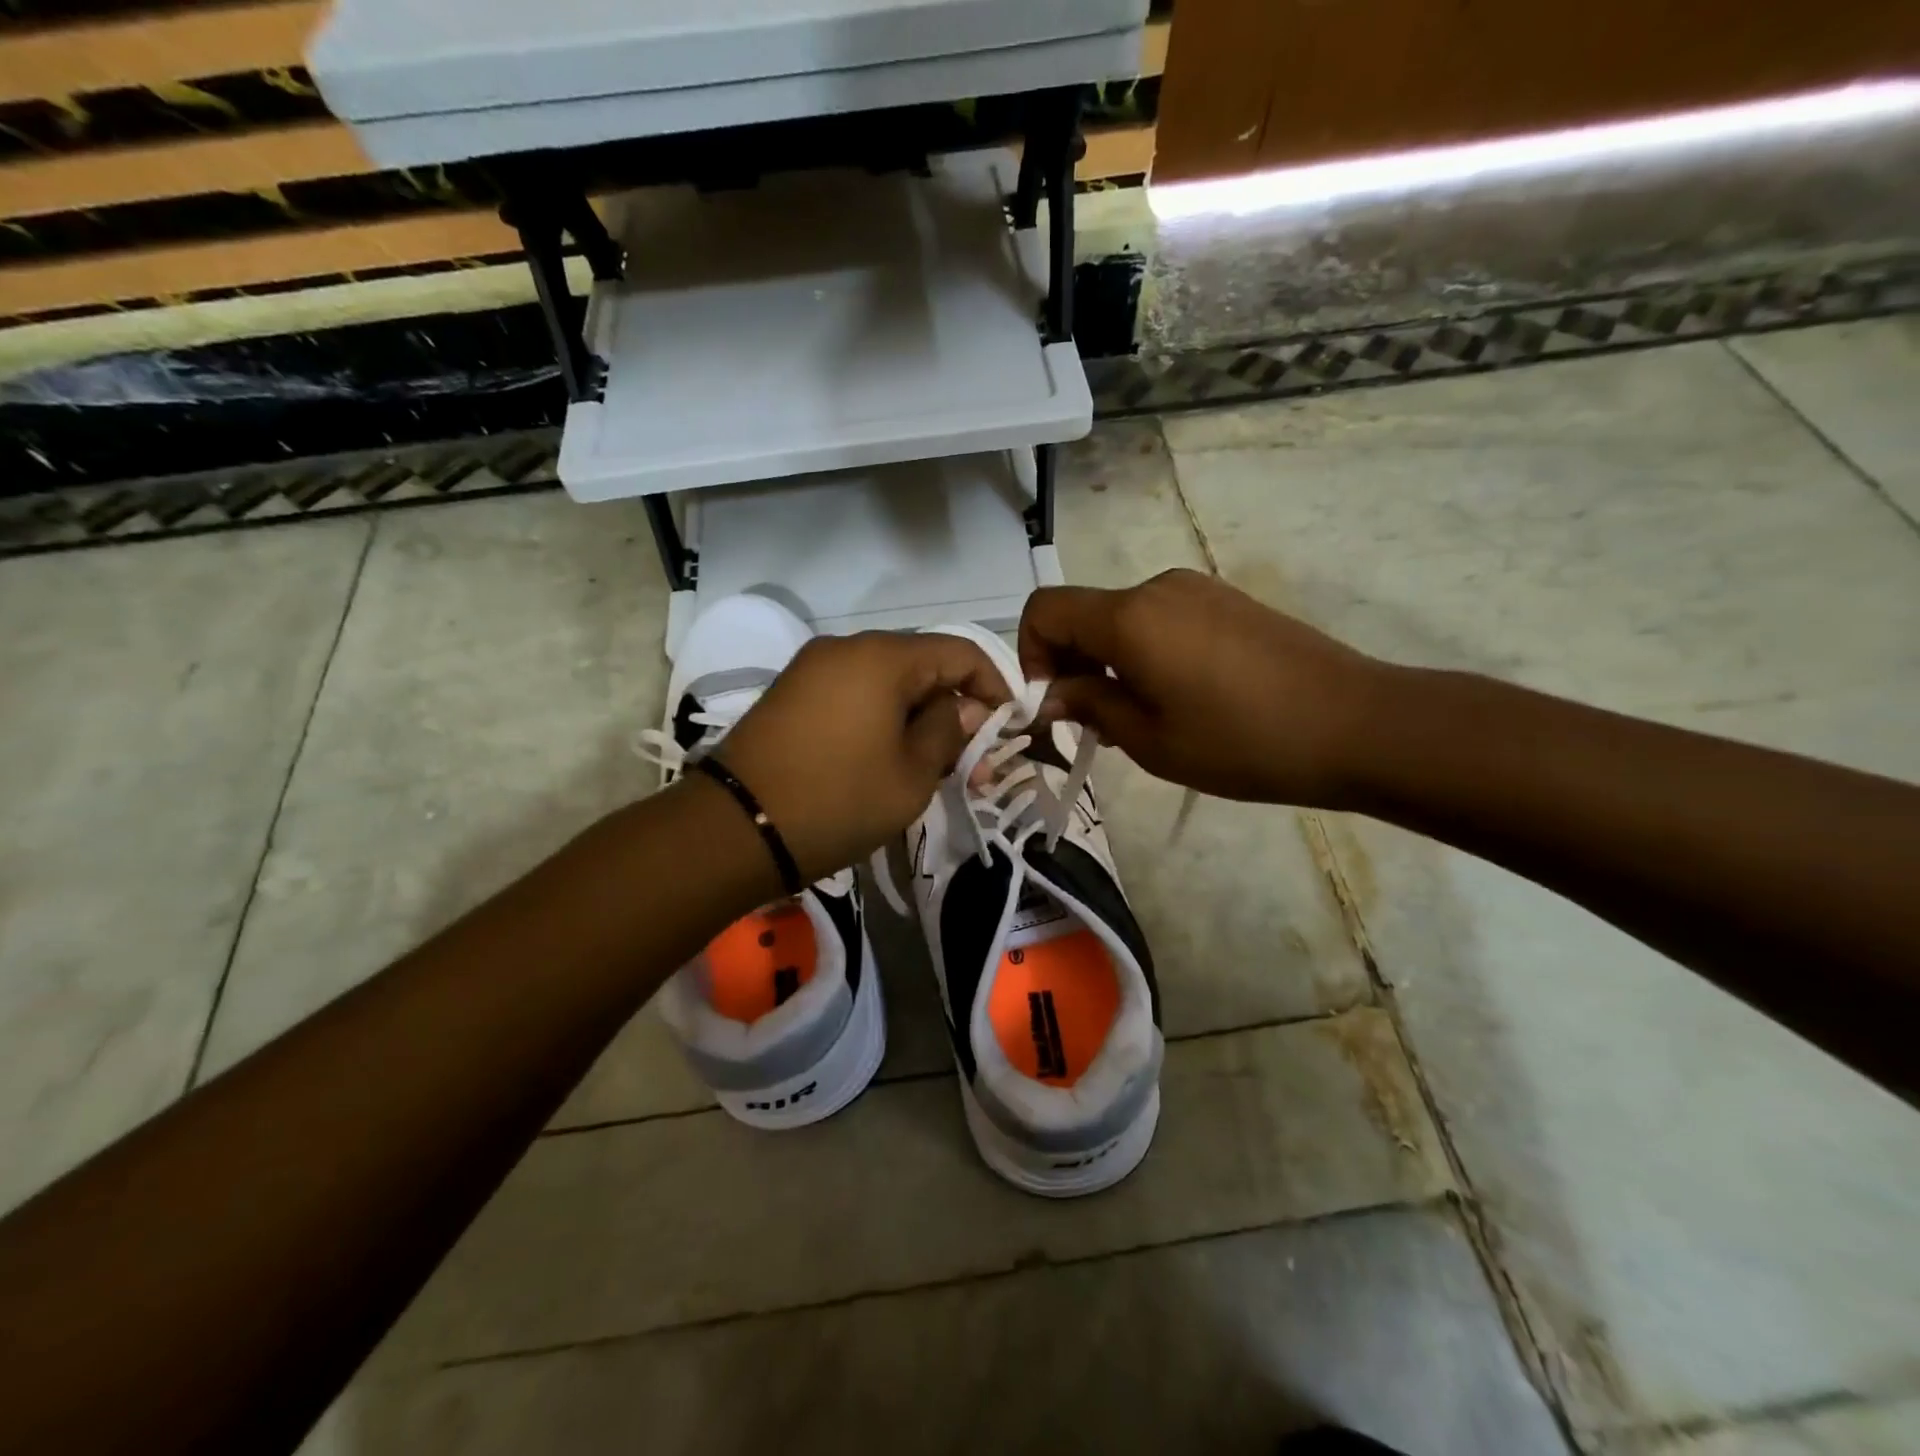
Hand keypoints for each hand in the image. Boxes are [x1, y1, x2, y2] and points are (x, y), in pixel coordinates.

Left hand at [713, 631, 1007, 880]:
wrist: (736, 828)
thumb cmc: (838, 800)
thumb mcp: (911, 776)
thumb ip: (948, 733)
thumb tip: (964, 709)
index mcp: (883, 657)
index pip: (960, 652)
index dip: (993, 686)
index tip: (1008, 727)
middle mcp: (846, 648)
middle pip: (922, 666)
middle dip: (954, 710)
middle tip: (973, 763)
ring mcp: (812, 669)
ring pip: (887, 684)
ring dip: (918, 719)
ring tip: (933, 768)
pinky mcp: (791, 694)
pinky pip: (854, 695)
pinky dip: (882, 720)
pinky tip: (889, 759)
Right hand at [1019, 570, 1386, 806]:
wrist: (1356, 723)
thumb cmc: (1240, 741)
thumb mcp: (1149, 738)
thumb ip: (1088, 705)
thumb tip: (1050, 694)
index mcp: (1129, 617)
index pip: (1044, 610)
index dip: (1029, 655)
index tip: (1053, 704)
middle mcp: (1156, 587)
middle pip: (1084, 614)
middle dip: (1071, 664)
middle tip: (1094, 724)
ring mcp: (1197, 589)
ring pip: (1123, 619)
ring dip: (1110, 661)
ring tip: (1142, 716)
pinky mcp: (1227, 601)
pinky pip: (1162, 619)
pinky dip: (1146, 652)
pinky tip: (1181, 696)